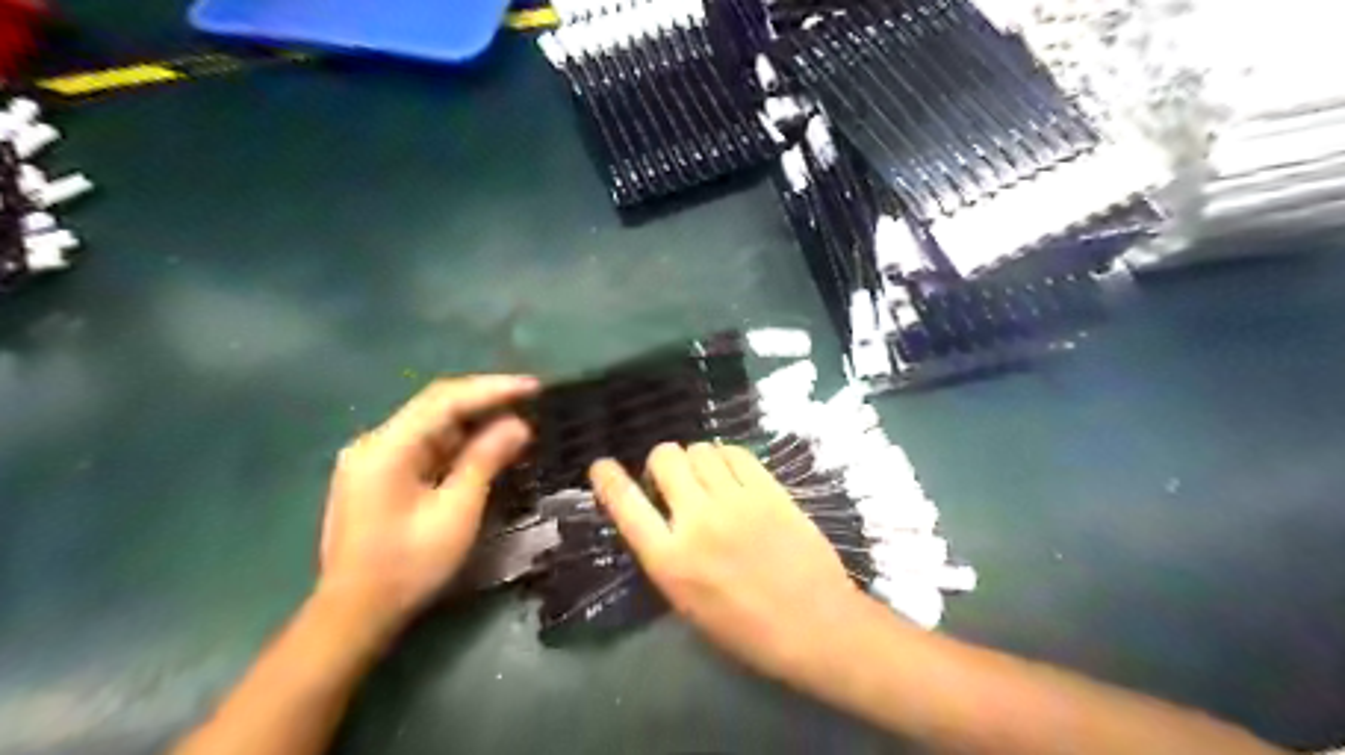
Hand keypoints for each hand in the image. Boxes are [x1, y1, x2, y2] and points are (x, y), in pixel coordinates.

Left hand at [320, 375, 539, 629]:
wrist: (355, 614)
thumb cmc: (409, 566)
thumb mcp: (456, 511)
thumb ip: (485, 460)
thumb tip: (517, 425)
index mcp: (387, 447)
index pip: (444, 399)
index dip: (492, 389)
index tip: (533, 387)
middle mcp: (375, 442)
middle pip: (436, 407)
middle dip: (485, 402)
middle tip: (530, 401)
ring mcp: (373, 458)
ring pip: (432, 426)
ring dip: (473, 423)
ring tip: (517, 421)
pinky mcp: (378, 474)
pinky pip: (425, 446)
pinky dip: (457, 444)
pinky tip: (485, 446)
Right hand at [589, 444, 865, 683]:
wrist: (815, 625)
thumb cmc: (747, 629)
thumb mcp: (687, 603)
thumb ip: (667, 555)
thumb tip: (659, 516)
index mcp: (670, 560)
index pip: (625, 503)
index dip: (607, 478)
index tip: (602, 466)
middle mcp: (697, 520)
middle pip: (665, 458)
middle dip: (662, 463)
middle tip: (674, 480)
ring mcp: (735, 500)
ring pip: (700, 449)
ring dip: (695, 460)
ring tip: (707, 479)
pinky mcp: (768, 490)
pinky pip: (735, 453)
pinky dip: (726, 458)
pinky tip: (732, 474)